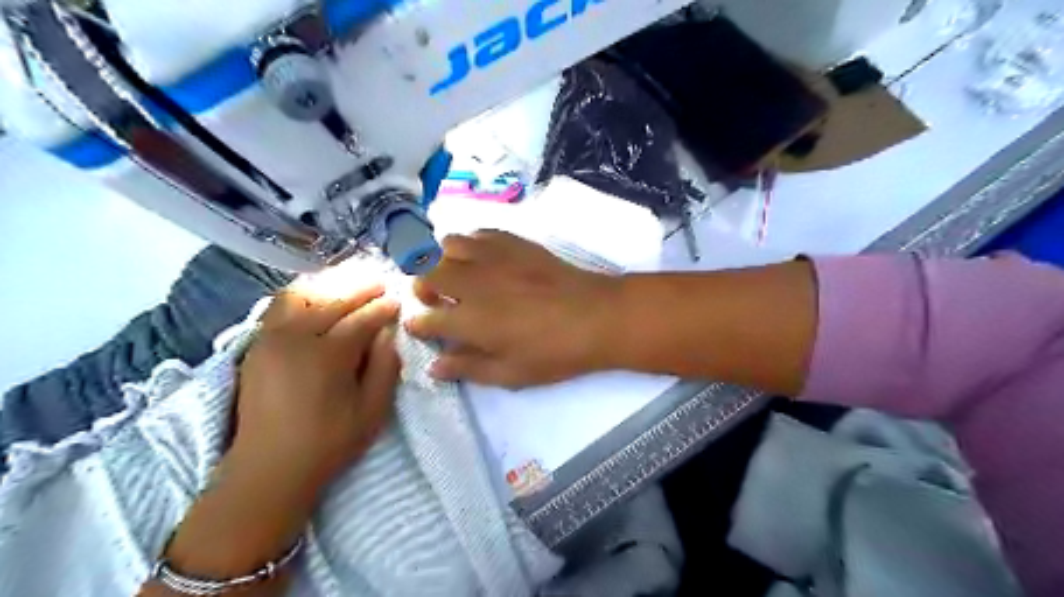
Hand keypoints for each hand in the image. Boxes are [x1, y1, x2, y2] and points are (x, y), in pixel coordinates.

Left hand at [233, 285, 398, 492]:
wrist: (268, 468)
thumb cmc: (328, 443)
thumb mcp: (372, 411)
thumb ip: (385, 367)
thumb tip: (388, 333)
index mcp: (328, 356)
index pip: (361, 320)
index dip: (382, 308)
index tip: (397, 301)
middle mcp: (296, 339)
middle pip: (331, 300)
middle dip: (359, 288)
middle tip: (380, 282)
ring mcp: (270, 339)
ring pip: (301, 295)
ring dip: (328, 285)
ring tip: (349, 283)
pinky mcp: (256, 346)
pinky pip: (279, 306)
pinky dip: (302, 294)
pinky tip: (317, 296)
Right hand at [409, 230, 625, 387]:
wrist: (596, 316)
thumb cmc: (555, 352)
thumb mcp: (511, 373)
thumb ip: (468, 369)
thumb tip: (434, 366)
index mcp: (470, 321)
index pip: (425, 319)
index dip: (418, 324)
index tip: (422, 328)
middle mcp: (473, 283)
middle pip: (426, 273)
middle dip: (423, 287)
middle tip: (437, 299)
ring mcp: (493, 257)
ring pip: (447, 245)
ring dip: (443, 259)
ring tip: (457, 274)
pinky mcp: (514, 242)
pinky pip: (479, 233)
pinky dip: (471, 244)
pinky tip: (483, 258)